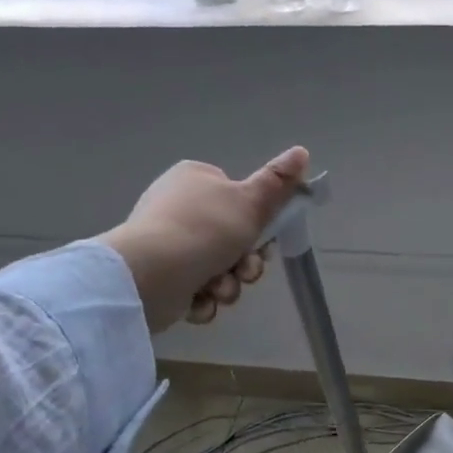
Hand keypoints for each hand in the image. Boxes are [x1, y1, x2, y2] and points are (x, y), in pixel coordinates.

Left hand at [101, 147, 310, 332]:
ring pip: (216, 268)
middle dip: (244, 263)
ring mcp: (165, 243)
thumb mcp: (251, 201)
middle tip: (245, 271)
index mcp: (195, 180)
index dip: (258, 223)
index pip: (237, 198)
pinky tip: (198, 301)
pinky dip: (202, 299)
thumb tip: (302, 151)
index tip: (266, 240)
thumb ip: (278, 181)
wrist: (151, 276)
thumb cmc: (205, 230)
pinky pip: (194, 289)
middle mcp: (178, 207)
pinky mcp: (158, 277)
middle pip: (231, 238)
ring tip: (218, 290)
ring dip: (227, 284)